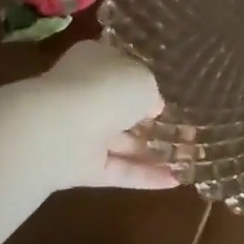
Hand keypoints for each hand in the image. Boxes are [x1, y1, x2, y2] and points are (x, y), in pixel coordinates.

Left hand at [0, 40, 178, 197]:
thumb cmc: (105, 87)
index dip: (143, 81)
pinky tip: (173, 182)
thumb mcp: (142, 80)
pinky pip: (116, 170)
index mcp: (95, 60)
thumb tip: (152, 107)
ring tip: (186, 157)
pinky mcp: (80, 167)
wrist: (58, 129)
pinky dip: (143, 176)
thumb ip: (150, 92)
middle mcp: (86, 93)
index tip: (165, 95)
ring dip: (151, 150)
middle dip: (148, 119)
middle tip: (183, 130)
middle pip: (120, 107)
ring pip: (120, 141)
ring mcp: (81, 131)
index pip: (120, 68)